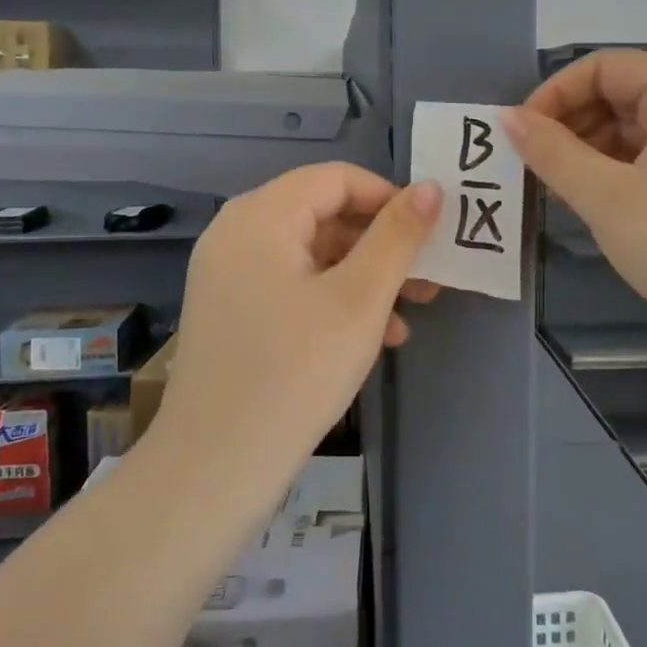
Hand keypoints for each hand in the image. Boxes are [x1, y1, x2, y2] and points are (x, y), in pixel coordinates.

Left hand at [150, 163, 441, 502]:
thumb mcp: (360, 299)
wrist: (215, 468)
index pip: (336, 179)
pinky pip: (289, 286)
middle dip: (381, 245)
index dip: (388, 198)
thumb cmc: (296, 371)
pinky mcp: (229, 311)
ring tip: (409, 315)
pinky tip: (372, 338)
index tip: (429, 234)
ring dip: (363, 277)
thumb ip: (398, 236)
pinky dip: (332, 300)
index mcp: (261, 215)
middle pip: (322, 215)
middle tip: (428, 279)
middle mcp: (236, 233)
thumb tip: (431, 187)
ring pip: (310, 255)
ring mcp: (227, 274)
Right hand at [502, 49, 646, 331]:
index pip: (607, 67)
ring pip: (630, 131)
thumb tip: (506, 118)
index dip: (558, 91)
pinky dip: (611, 173)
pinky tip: (584, 201)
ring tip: (552, 187)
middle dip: (569, 124)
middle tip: (532, 163)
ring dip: (585, 151)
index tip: (523, 131)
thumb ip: (551, 152)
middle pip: (619, 95)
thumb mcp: (606, 197)